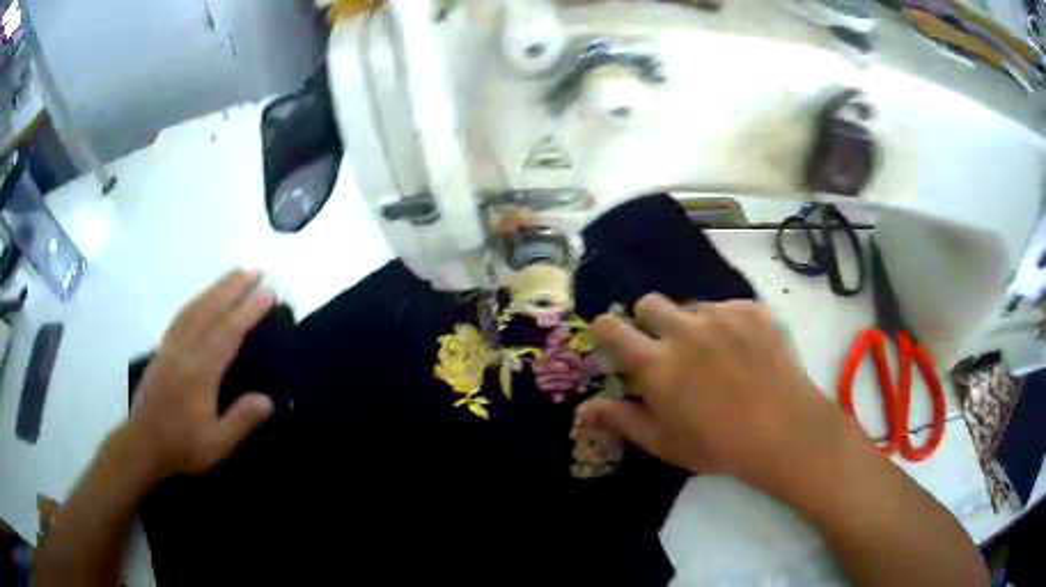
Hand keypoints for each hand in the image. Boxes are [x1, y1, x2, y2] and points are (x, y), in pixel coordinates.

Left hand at [123, 269, 276, 483]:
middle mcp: (184, 351)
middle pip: (211, 310)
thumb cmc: (181, 446)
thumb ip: (241, 421)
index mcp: (200, 373)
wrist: (142, 444)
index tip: (269, 292)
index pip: (228, 332)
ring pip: (195, 308)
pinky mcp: (161, 349)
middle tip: (256, 270)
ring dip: (216, 288)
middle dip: (234, 288)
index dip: (249, 310)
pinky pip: (182, 315)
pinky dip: (197, 300)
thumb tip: (269, 400)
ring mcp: (170, 346)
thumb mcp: (216, 444)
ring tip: (235, 274)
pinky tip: (204, 298)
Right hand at [578, 294, 844, 495]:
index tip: (615, 340)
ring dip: (694, 326)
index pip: (612, 328)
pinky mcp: (752, 310)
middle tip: (668, 347)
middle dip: (649, 320)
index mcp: (655, 363)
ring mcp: (721, 315)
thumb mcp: (662, 442)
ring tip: (717, 356)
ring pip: (693, 306)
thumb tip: (583, 409)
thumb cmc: (717, 445)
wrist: (784, 431)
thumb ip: (620, 420)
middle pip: (649, 302)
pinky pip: (730, 307)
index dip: (607, 330)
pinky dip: (730, 325)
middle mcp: (683, 330)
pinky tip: (746, 352)